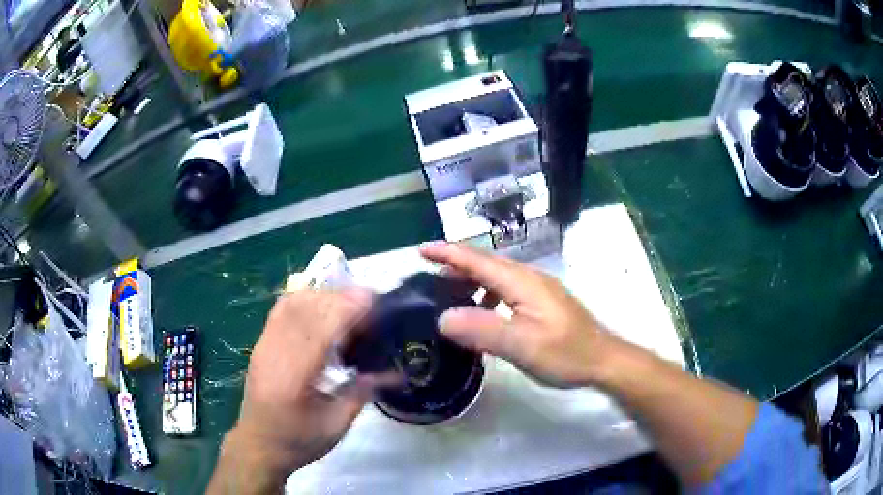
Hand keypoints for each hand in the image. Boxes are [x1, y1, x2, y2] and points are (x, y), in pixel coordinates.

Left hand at [213, 289, 380, 492]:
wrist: (257, 445)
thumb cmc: (297, 440)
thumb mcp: (334, 427)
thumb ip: (360, 394)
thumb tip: (392, 372)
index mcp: (294, 375)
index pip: (320, 328)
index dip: (346, 308)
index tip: (373, 300)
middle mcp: (275, 351)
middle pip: (306, 308)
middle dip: (339, 297)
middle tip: (369, 301)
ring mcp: (265, 343)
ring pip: (292, 303)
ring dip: (323, 295)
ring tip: (348, 303)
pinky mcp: (261, 343)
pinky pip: (282, 309)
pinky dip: (304, 299)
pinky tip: (321, 306)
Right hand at [421, 243, 612, 387]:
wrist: (603, 359)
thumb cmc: (566, 353)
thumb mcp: (522, 346)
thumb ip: (483, 329)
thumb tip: (443, 318)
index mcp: (522, 282)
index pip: (478, 261)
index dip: (449, 253)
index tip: (421, 250)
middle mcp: (529, 278)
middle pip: (487, 263)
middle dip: (456, 262)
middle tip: (428, 271)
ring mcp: (538, 289)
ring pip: (497, 275)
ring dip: (471, 278)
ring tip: (449, 292)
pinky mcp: (543, 301)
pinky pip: (507, 288)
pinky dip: (487, 293)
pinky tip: (483, 311)